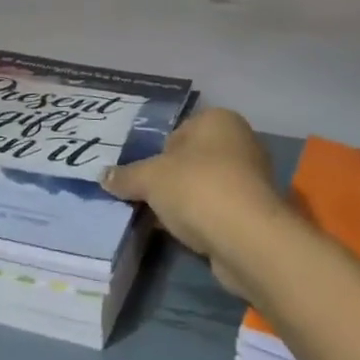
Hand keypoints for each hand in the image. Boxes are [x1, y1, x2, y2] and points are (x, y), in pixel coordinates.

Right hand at [102, 108, 288, 296]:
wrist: (248, 240)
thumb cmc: (197, 188)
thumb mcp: (150, 178)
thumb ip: (126, 176)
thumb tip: (103, 177)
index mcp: (218, 120)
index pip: (178, 131)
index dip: (157, 153)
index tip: (143, 176)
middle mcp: (240, 142)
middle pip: (192, 159)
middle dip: (171, 179)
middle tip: (147, 197)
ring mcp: (252, 179)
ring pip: (206, 186)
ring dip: (186, 202)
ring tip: (163, 220)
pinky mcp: (257, 213)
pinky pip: (219, 211)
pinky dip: (203, 220)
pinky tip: (186, 235)